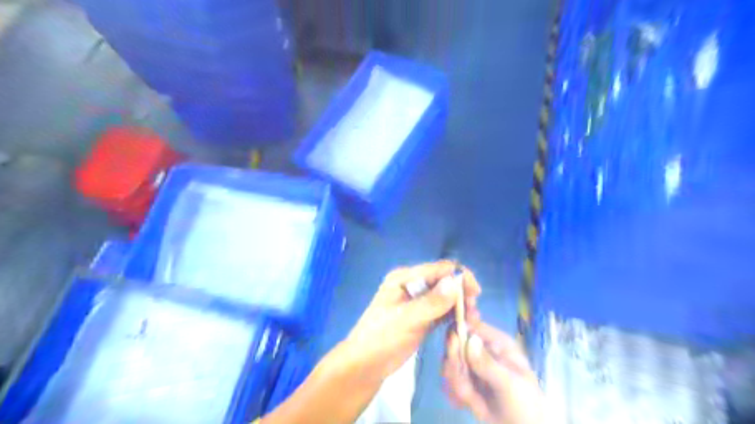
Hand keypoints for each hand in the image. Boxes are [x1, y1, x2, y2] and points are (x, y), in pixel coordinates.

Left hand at [335, 260, 479, 382]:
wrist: (364, 365)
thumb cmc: (380, 338)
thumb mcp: (405, 319)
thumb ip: (431, 302)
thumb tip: (455, 282)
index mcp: (405, 278)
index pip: (438, 269)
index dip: (459, 277)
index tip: (476, 294)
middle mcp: (413, 285)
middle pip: (444, 282)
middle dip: (461, 293)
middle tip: (473, 313)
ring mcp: (418, 302)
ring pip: (446, 297)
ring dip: (459, 305)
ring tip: (471, 321)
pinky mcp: (422, 317)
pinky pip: (442, 312)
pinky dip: (453, 316)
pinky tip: (463, 325)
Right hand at [444, 322, 549, 422]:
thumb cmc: (525, 404)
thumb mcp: (510, 384)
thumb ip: (487, 364)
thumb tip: (469, 340)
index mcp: (497, 342)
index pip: (473, 325)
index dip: (459, 329)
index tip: (453, 341)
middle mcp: (481, 350)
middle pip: (455, 343)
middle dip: (455, 363)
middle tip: (462, 380)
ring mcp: (472, 366)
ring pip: (449, 363)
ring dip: (456, 382)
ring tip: (471, 398)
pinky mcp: (465, 381)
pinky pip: (449, 380)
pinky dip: (455, 393)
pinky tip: (467, 404)